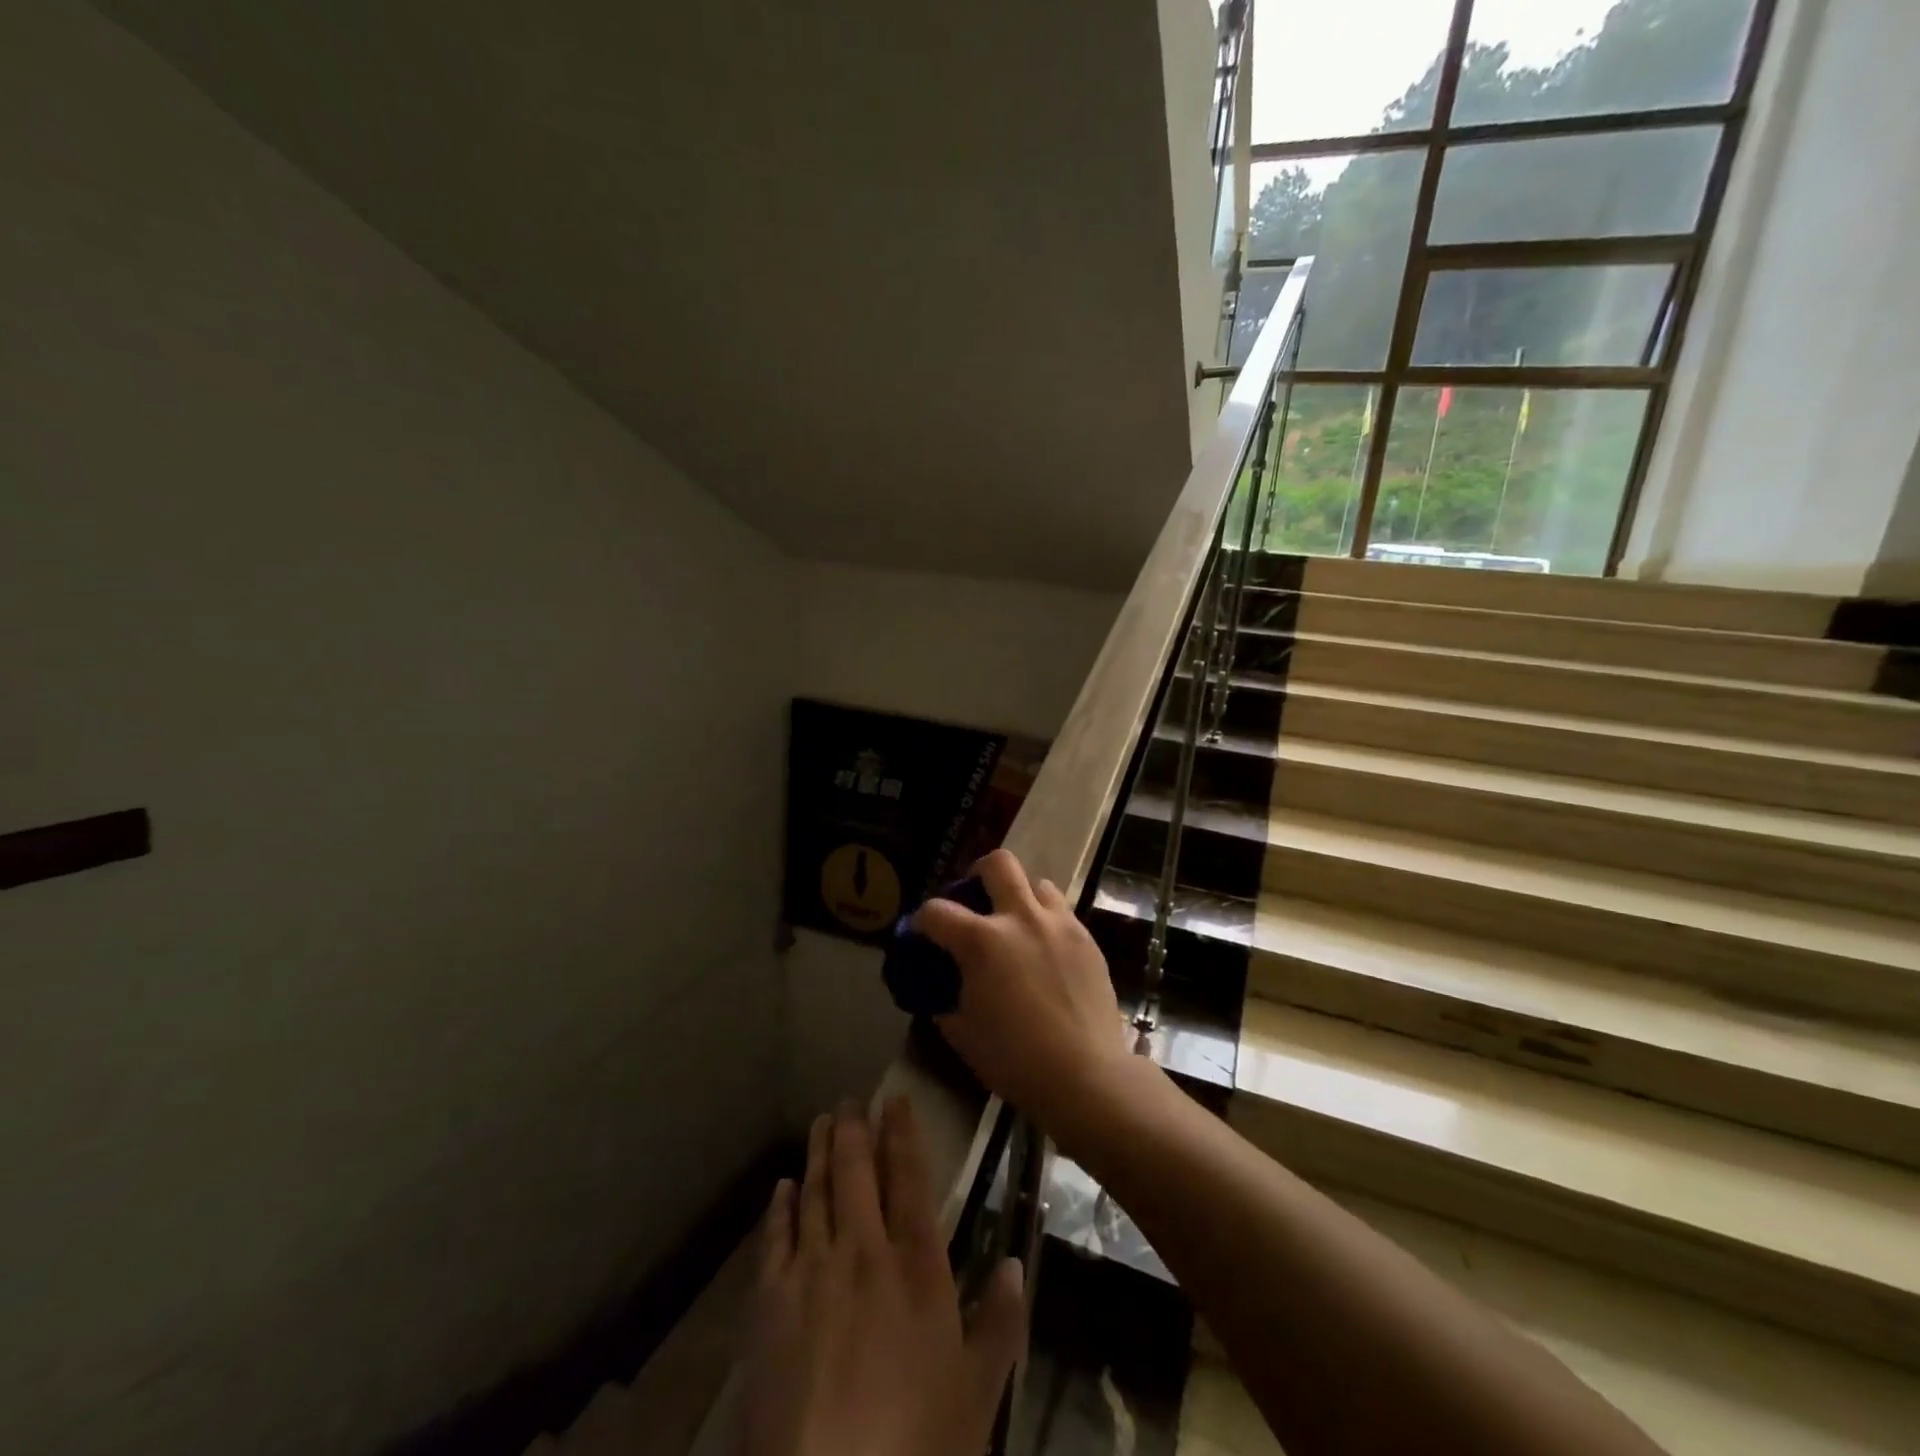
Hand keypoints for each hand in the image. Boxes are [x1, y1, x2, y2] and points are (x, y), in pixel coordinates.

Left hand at [743, 1098, 1024, 1455]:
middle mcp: (862, 1250)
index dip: (902, 1133)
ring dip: (819, 1152)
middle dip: (854, 1129)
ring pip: (815, 1192)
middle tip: (850, 1099)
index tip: (895, 1099)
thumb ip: (999, 1322)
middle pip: (856, 1172)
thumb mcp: (978, 1391)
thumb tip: (1013, 1264)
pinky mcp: (769, 1301)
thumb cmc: (917, 1440)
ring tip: (822, 1122)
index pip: (909, 1178)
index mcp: (915, 1264)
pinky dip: (781, 1205)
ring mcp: (811, 1271)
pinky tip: (784, 1186)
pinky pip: (775, 1236)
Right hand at [915, 849, 1133, 1142]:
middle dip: (979, 872)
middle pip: (998, 864)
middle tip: (975, 898)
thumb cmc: (1015, 1060)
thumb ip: (946, 1002)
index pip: (937, 911)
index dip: (922, 920)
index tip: (922, 933)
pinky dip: (1047, 921)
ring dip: (1021, 896)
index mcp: (981, 942)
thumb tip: (941, 993)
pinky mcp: (1087, 939)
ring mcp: (1059, 925)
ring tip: (1017, 924)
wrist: (1086, 1076)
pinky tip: (1045, 951)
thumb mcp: (964, 1034)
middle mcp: (1020, 919)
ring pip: (1038, 883)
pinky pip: (1063, 913)